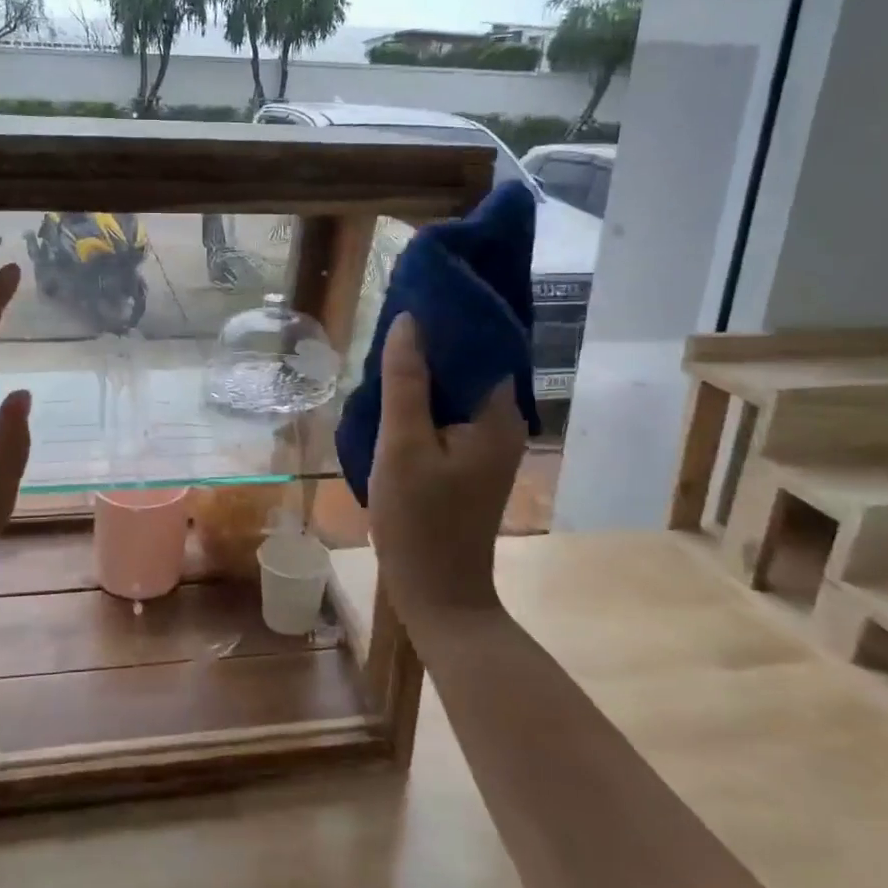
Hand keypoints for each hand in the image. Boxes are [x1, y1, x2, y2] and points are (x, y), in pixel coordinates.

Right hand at [368, 314, 525, 620]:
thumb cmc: (420, 520)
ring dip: (425, 370)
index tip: (412, 294)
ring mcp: (487, 442)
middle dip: (432, 341)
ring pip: (455, 388)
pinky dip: (424, 398)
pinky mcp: (470, 459)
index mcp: (497, 413)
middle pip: (469, 363)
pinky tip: (393, 392)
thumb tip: (408, 321)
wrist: (438, 593)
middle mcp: (502, 421)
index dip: (448, 316)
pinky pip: (448, 412)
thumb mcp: (403, 445)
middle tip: (390, 321)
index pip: (481, 343)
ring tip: (385, 349)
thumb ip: (406, 381)